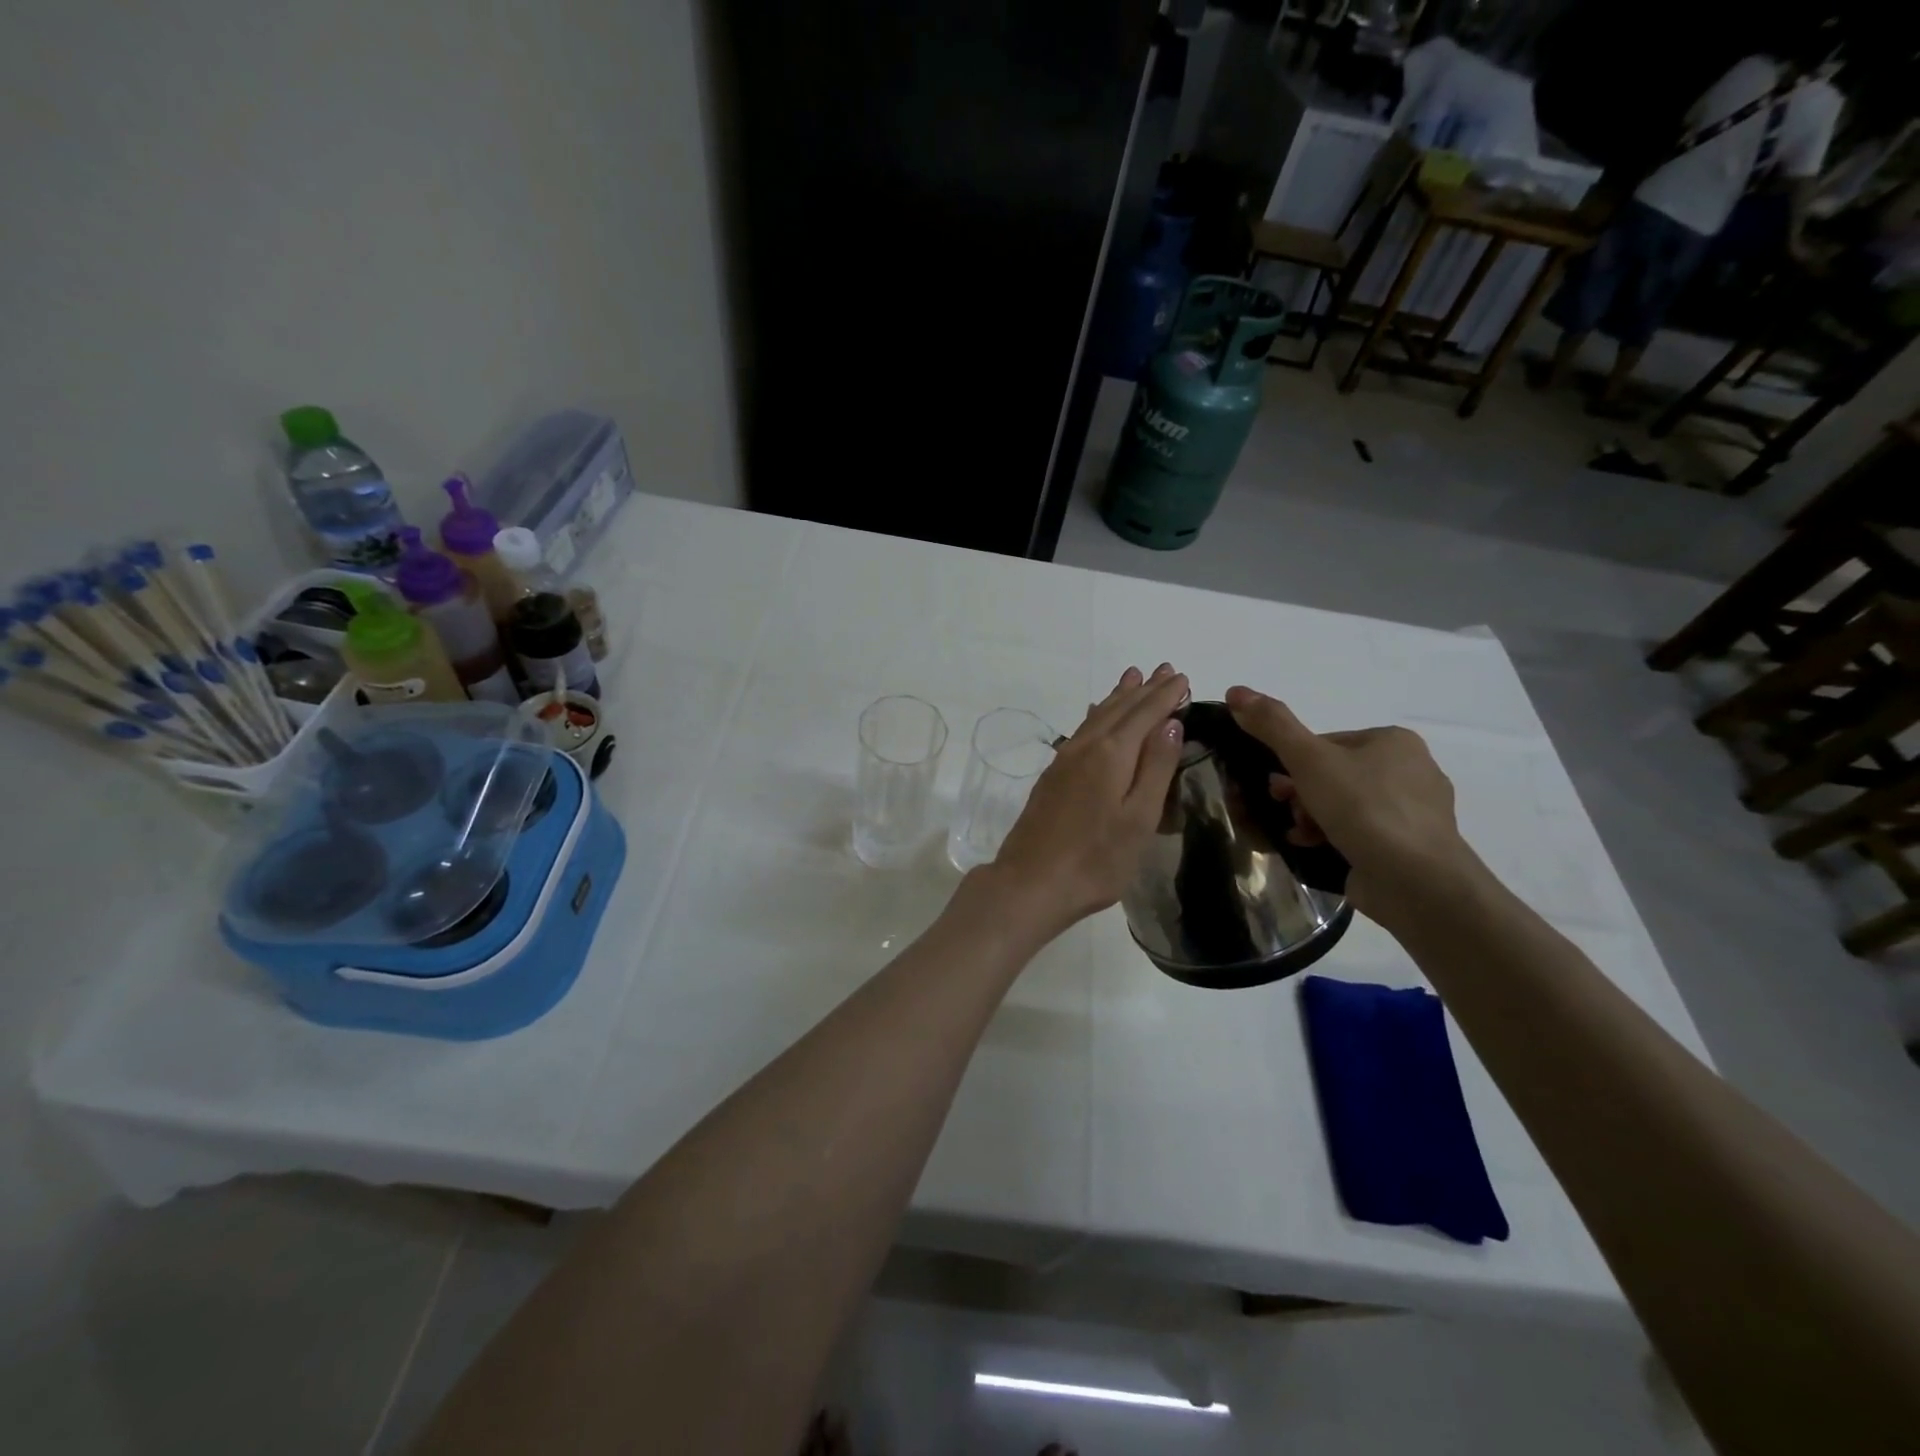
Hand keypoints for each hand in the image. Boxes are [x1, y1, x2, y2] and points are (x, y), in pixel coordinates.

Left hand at [984, 664, 1188, 933]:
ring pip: (1098, 716)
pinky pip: (1082, 730)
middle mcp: (1086, 747)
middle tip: (1164, 669)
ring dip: (1118, 696)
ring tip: (1132, 677)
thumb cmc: (1096, 859)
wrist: (1031, 882)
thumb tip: (1170, 721)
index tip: (1183, 678)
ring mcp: (1065, 760)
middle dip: (1144, 689)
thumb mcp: (1139, 817)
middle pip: (1120, 709)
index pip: (1145, 714)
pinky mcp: (1053, 775)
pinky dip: (1098, 715)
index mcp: (1112, 754)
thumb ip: (1155, 767)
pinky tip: (1097, 715)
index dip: (1165, 695)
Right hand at [1224, 685, 1469, 920]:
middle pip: (1334, 774)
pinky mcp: (1412, 848)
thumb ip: (1272, 725)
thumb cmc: (1364, 808)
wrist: (1416, 880)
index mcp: (1394, 741)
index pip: (1327, 743)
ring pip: (1346, 805)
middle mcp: (1412, 770)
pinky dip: (1335, 838)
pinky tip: (1317, 849)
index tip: (1276, 786)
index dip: (1294, 763)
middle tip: (1284, 809)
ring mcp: (1415, 813)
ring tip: (1299, 833)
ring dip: (1313, 817)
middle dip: (1302, 793)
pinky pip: (1362, 834)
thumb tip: (1236, 691)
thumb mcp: (1308, 759)